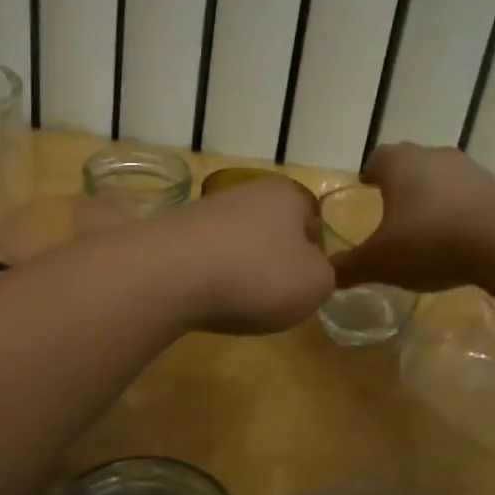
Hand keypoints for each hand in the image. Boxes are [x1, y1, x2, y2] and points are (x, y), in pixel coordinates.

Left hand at [151, 176, 333, 334]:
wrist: (169, 275)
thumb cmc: (256, 275)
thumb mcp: (315, 284)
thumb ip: (325, 276)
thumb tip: (309, 270)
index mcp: (286, 195)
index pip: (311, 221)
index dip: (313, 254)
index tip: (304, 284)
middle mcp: (245, 192)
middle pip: (271, 231)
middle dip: (273, 262)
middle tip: (272, 296)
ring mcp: (204, 210)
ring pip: (236, 244)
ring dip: (239, 271)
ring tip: (234, 302)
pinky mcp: (172, 233)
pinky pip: (203, 258)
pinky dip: (207, 278)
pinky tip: (203, 298)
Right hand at [332, 143, 494, 292]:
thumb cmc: (429, 241)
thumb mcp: (379, 262)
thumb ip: (349, 267)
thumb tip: (325, 276)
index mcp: (398, 163)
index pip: (377, 158)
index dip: (370, 173)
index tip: (366, 189)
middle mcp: (432, 155)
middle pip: (409, 163)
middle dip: (399, 184)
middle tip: (390, 210)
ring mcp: (469, 168)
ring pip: (440, 177)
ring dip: (431, 196)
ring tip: (424, 227)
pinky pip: (467, 195)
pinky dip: (457, 210)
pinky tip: (456, 237)